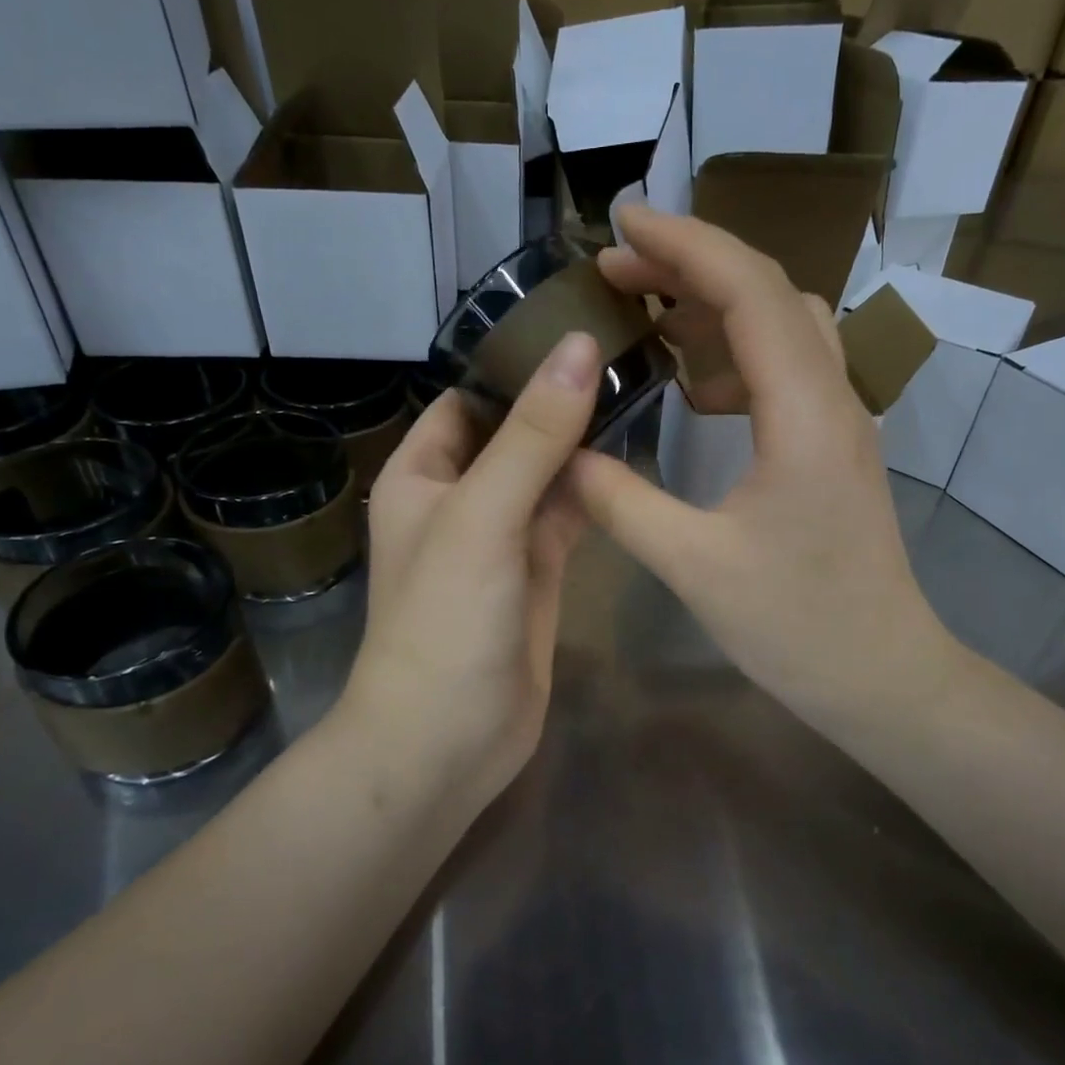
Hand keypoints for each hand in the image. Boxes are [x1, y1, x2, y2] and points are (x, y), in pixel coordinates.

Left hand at [336, 334, 599, 811]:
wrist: (448, 740)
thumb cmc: (445, 620)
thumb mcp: (482, 515)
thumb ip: (532, 435)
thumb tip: (576, 346)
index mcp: (422, 473)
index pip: (468, 397)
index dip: (514, 363)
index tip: (580, 325)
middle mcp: (459, 497)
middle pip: (513, 432)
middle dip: (559, 400)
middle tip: (628, 351)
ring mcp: (502, 537)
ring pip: (546, 474)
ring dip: (582, 443)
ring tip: (641, 389)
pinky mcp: (538, 572)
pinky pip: (567, 516)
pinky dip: (593, 491)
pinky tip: (632, 459)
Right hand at [570, 207, 961, 735]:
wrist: (882, 675)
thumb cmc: (798, 626)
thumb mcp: (694, 567)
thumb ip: (621, 502)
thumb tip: (564, 455)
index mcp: (804, 415)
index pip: (749, 292)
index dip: (686, 244)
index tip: (622, 222)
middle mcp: (832, 399)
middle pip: (768, 293)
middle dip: (690, 266)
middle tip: (615, 271)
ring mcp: (838, 420)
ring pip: (781, 326)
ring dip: (713, 308)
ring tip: (645, 319)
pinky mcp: (832, 446)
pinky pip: (784, 370)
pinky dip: (733, 356)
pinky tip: (692, 389)